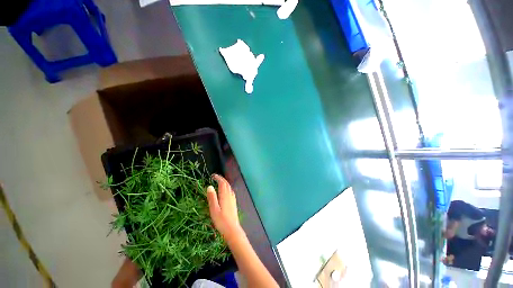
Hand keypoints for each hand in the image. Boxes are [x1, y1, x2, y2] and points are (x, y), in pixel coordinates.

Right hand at [206, 174, 241, 241]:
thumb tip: (210, 186)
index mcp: (225, 196)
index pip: (222, 183)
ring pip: (229, 188)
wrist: (232, 229)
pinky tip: (226, 192)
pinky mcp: (234, 203)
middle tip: (215, 178)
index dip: (218, 178)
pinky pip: (231, 192)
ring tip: (219, 183)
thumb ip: (212, 198)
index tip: (213, 176)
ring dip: (225, 183)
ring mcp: (233, 199)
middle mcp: (230, 195)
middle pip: (227, 184)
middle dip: (222, 179)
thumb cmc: (221, 221)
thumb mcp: (214, 209)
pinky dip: (227, 188)